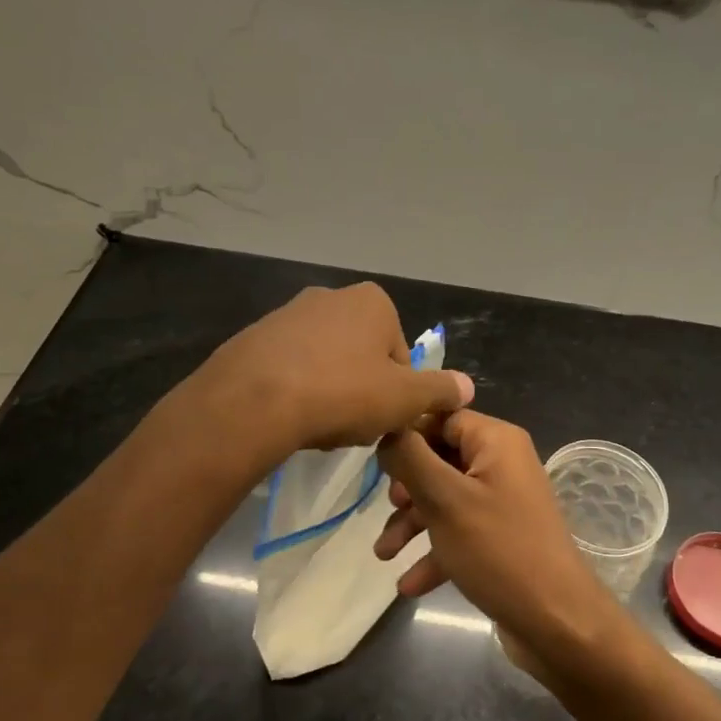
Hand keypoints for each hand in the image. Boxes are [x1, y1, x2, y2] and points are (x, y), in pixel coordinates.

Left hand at [196, 283, 472, 461]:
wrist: (252, 401)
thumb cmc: (342, 393)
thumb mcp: (404, 399)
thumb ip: (440, 390)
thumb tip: (467, 386)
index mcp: (373, 302)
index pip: (401, 354)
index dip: (398, 392)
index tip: (383, 418)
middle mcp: (331, 296)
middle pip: (363, 355)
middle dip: (362, 389)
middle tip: (352, 424)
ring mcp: (288, 314)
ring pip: (326, 362)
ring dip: (329, 391)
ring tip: (318, 424)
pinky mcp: (254, 337)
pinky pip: (289, 368)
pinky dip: (295, 389)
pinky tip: (289, 416)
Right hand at [374, 411, 623, 677]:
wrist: (556, 622)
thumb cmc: (498, 550)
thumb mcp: (444, 499)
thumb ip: (409, 457)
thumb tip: (387, 428)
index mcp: (496, 441)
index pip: (442, 416)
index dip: (407, 433)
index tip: (375, 459)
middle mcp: (502, 464)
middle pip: (440, 458)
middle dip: (407, 486)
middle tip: (389, 507)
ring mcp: (503, 502)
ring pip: (445, 499)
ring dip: (413, 524)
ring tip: (384, 554)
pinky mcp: (502, 538)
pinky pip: (460, 532)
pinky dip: (435, 552)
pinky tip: (409, 585)